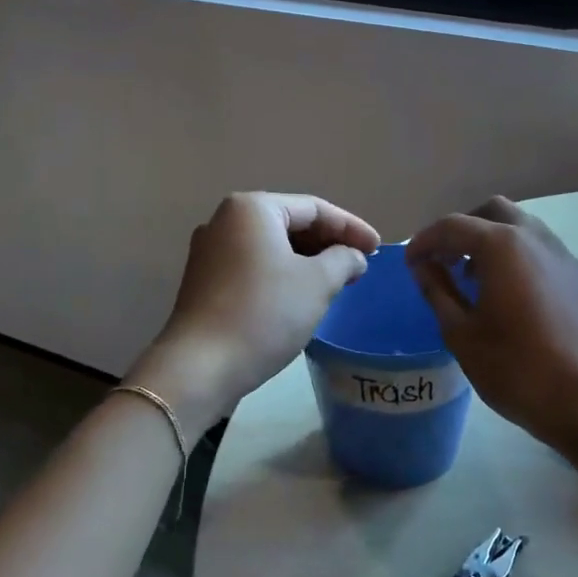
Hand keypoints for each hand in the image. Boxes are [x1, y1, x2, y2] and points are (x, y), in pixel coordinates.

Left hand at [130, 193, 379, 436]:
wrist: (200, 367)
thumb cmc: (264, 313)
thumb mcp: (317, 283)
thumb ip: (343, 260)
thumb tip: (353, 257)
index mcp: (252, 209)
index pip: (314, 209)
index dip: (351, 227)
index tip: (377, 249)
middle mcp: (225, 221)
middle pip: (291, 223)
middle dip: (329, 243)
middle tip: (360, 264)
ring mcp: (210, 252)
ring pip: (273, 247)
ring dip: (308, 261)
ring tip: (338, 280)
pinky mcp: (205, 282)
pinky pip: (255, 266)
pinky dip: (283, 274)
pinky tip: (303, 295)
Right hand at [407, 197, 577, 454]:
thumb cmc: (515, 368)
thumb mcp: (461, 333)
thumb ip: (438, 291)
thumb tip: (422, 266)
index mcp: (502, 245)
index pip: (453, 226)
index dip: (425, 241)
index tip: (410, 264)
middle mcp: (535, 237)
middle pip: (492, 212)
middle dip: (463, 230)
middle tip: (444, 262)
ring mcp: (564, 255)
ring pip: (522, 228)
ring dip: (492, 241)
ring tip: (474, 279)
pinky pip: (542, 251)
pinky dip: (518, 258)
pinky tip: (510, 296)